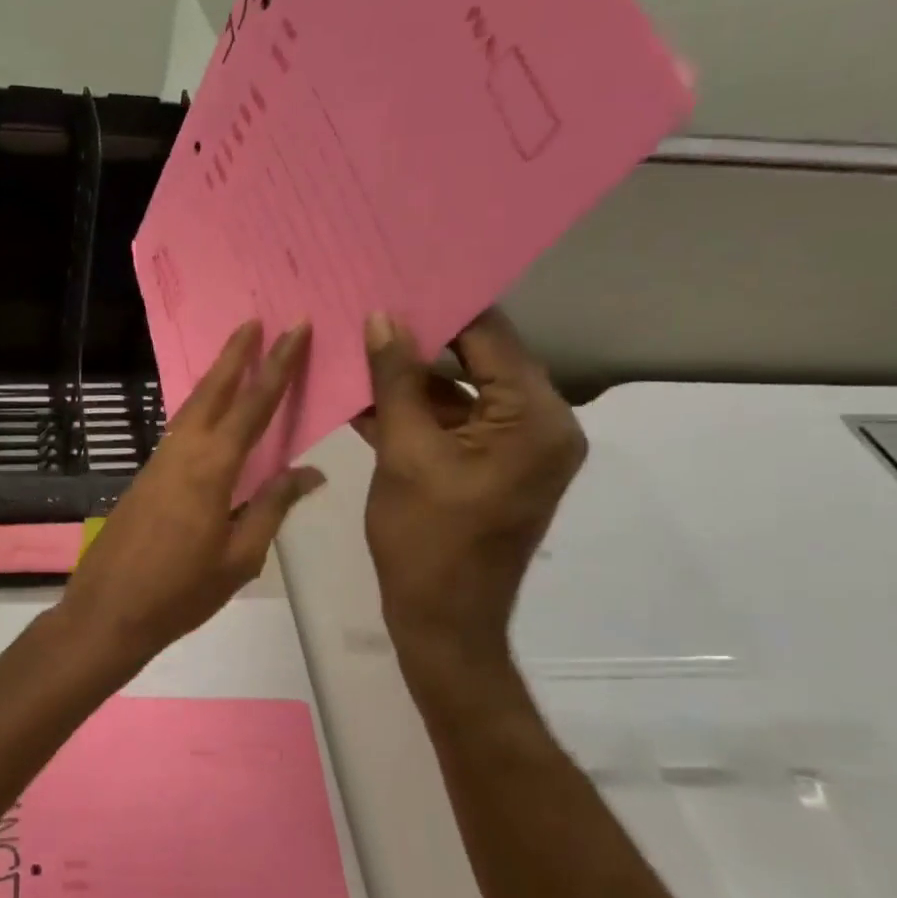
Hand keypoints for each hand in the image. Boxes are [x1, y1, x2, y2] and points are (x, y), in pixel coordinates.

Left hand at [57, 319, 323, 671]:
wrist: (109, 611)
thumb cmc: (181, 592)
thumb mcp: (239, 557)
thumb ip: (271, 508)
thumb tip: (308, 472)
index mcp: (211, 469)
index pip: (253, 406)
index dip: (277, 366)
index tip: (293, 328)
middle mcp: (182, 454)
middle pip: (212, 392)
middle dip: (235, 354)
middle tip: (254, 319)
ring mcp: (158, 464)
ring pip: (191, 409)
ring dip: (215, 379)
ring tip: (236, 355)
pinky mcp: (145, 479)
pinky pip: (179, 432)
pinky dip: (198, 410)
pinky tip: (208, 415)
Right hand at [358, 309, 584, 672]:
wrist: (442, 620)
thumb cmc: (426, 539)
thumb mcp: (405, 454)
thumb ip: (396, 381)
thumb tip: (381, 318)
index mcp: (535, 417)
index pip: (490, 337)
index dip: (441, 306)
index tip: (393, 277)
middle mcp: (539, 424)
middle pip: (477, 361)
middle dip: (420, 338)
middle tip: (368, 307)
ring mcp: (515, 448)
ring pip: (459, 393)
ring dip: (410, 377)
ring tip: (357, 344)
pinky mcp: (489, 467)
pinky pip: (453, 424)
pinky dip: (415, 412)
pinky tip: (364, 392)